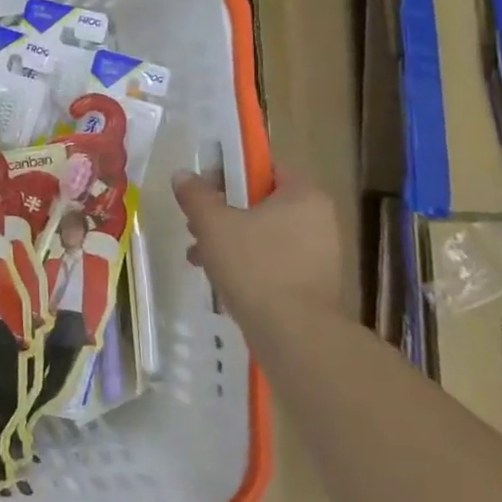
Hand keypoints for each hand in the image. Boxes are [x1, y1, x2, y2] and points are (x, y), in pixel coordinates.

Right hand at [171, 169, 344, 324]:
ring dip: (228, 239)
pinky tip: (218, 277)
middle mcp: (318, 218)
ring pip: (262, 233)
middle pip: (259, 202)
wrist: (294, 333)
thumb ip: (196, 194)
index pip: (263, 168)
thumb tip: (183, 174)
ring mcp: (318, 252)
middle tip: (194, 226)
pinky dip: (246, 262)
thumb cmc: (254, 265)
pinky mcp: (312, 281)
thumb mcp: (213, 223)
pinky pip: (272, 259)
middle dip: (221, 212)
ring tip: (198, 256)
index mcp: (303, 195)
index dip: (227, 173)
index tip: (201, 191)